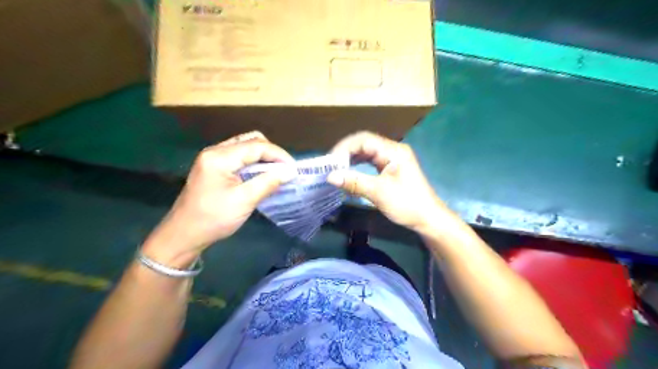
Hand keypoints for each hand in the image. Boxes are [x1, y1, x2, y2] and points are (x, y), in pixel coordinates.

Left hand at [145, 131, 296, 265]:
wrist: (183, 235)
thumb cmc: (213, 219)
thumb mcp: (244, 201)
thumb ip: (268, 182)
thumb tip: (291, 171)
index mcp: (219, 157)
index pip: (256, 146)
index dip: (278, 155)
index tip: (294, 169)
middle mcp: (215, 151)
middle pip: (251, 141)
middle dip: (271, 153)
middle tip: (285, 170)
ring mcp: (213, 158)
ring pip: (245, 147)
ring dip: (263, 157)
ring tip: (276, 172)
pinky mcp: (214, 167)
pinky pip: (239, 157)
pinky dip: (253, 163)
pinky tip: (261, 175)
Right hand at [327, 132, 455, 233]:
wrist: (428, 219)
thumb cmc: (407, 204)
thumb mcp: (379, 193)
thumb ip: (354, 182)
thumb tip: (330, 176)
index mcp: (394, 151)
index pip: (364, 140)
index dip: (344, 147)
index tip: (330, 161)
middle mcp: (393, 150)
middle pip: (364, 144)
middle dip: (346, 153)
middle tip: (330, 165)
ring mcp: (392, 159)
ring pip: (367, 152)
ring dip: (351, 159)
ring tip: (336, 168)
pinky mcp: (391, 168)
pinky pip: (371, 162)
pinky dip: (358, 166)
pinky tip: (349, 172)